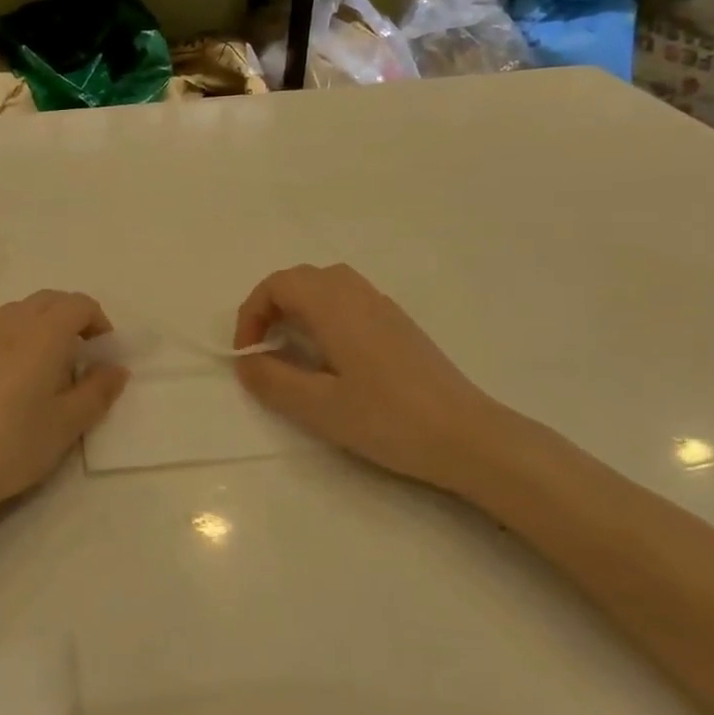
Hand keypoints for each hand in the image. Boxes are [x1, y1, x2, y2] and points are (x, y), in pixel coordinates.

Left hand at [0, 291, 128, 533]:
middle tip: (81, 359)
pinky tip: (10, 383)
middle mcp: (10, 323)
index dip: (99, 322)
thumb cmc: (10, 445)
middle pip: (49, 300)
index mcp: (43, 334)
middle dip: (72, 318)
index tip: (103, 356)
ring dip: (42, 327)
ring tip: (46, 371)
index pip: (79, 304)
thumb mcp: (66, 426)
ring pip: (19, 312)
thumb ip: (97, 392)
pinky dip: (15, 340)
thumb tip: (116, 368)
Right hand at [233, 264, 531, 491]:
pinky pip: (350, 301)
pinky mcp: (399, 325)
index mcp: (335, 307)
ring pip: (328, 285)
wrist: (466, 435)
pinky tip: (334, 358)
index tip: (249, 355)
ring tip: (294, 351)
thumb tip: (246, 362)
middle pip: (302, 278)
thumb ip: (273, 380)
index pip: (278, 284)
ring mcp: (383, 307)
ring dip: (300, 308)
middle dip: (272, 307)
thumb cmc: (388, 419)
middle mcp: (358, 294)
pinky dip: (325, 315)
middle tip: (265, 349)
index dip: (252, 313)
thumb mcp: (319, 407)